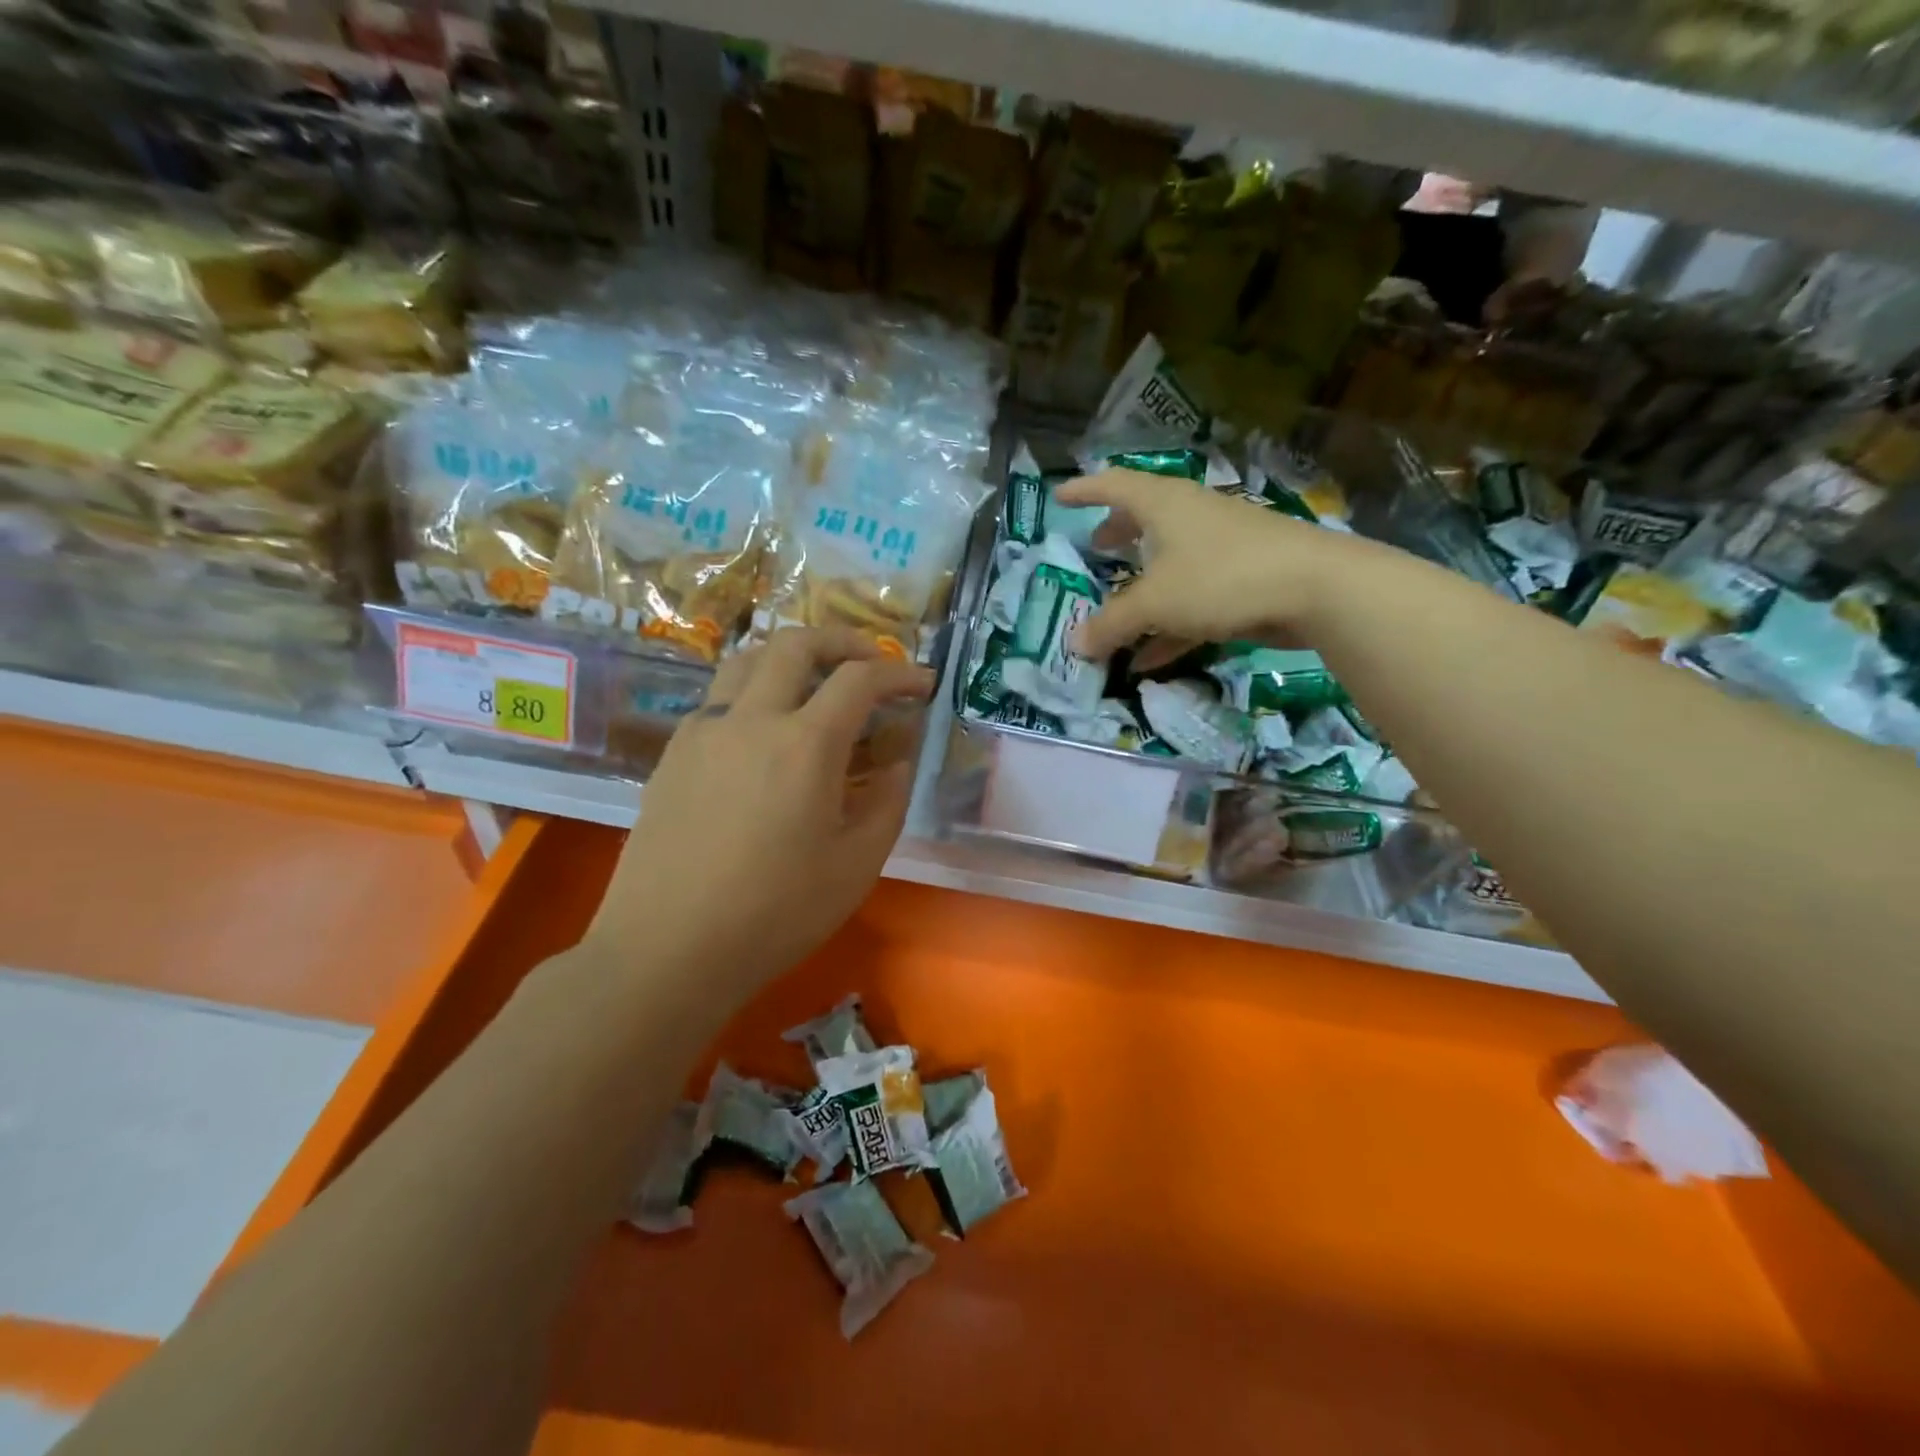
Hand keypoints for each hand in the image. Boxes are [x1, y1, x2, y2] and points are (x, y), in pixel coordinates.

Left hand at [594, 627, 932, 993]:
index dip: (899, 673)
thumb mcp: (857, 866)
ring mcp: (703, 732)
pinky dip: (754, 691)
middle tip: (870, 662)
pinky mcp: (673, 754)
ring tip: (815, 683)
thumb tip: (897, 762)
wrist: (667, 950)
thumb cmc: (775, 914)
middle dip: (842, 641)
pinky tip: (765, 734)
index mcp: (805, 744)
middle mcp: (750, 719)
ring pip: (747, 660)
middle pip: (796, 643)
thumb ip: (887, 802)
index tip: (921, 683)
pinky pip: (718, 698)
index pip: (860, 679)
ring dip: (790, 656)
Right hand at [1054, 470, 1375, 660]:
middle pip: (1146, 518)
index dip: (1084, 490)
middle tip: (1095, 544)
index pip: (1115, 485)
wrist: (1316, 589)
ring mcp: (1221, 548)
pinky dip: (1167, 625)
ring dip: (1141, 584)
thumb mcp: (1155, 603)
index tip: (1059, 496)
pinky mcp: (1241, 581)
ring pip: (1170, 562)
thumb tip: (1074, 644)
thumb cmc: (1222, 578)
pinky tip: (1148, 659)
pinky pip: (1191, 600)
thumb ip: (1112, 624)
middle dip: (1118, 532)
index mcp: (1165, 505)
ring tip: (1116, 607)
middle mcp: (1192, 517)